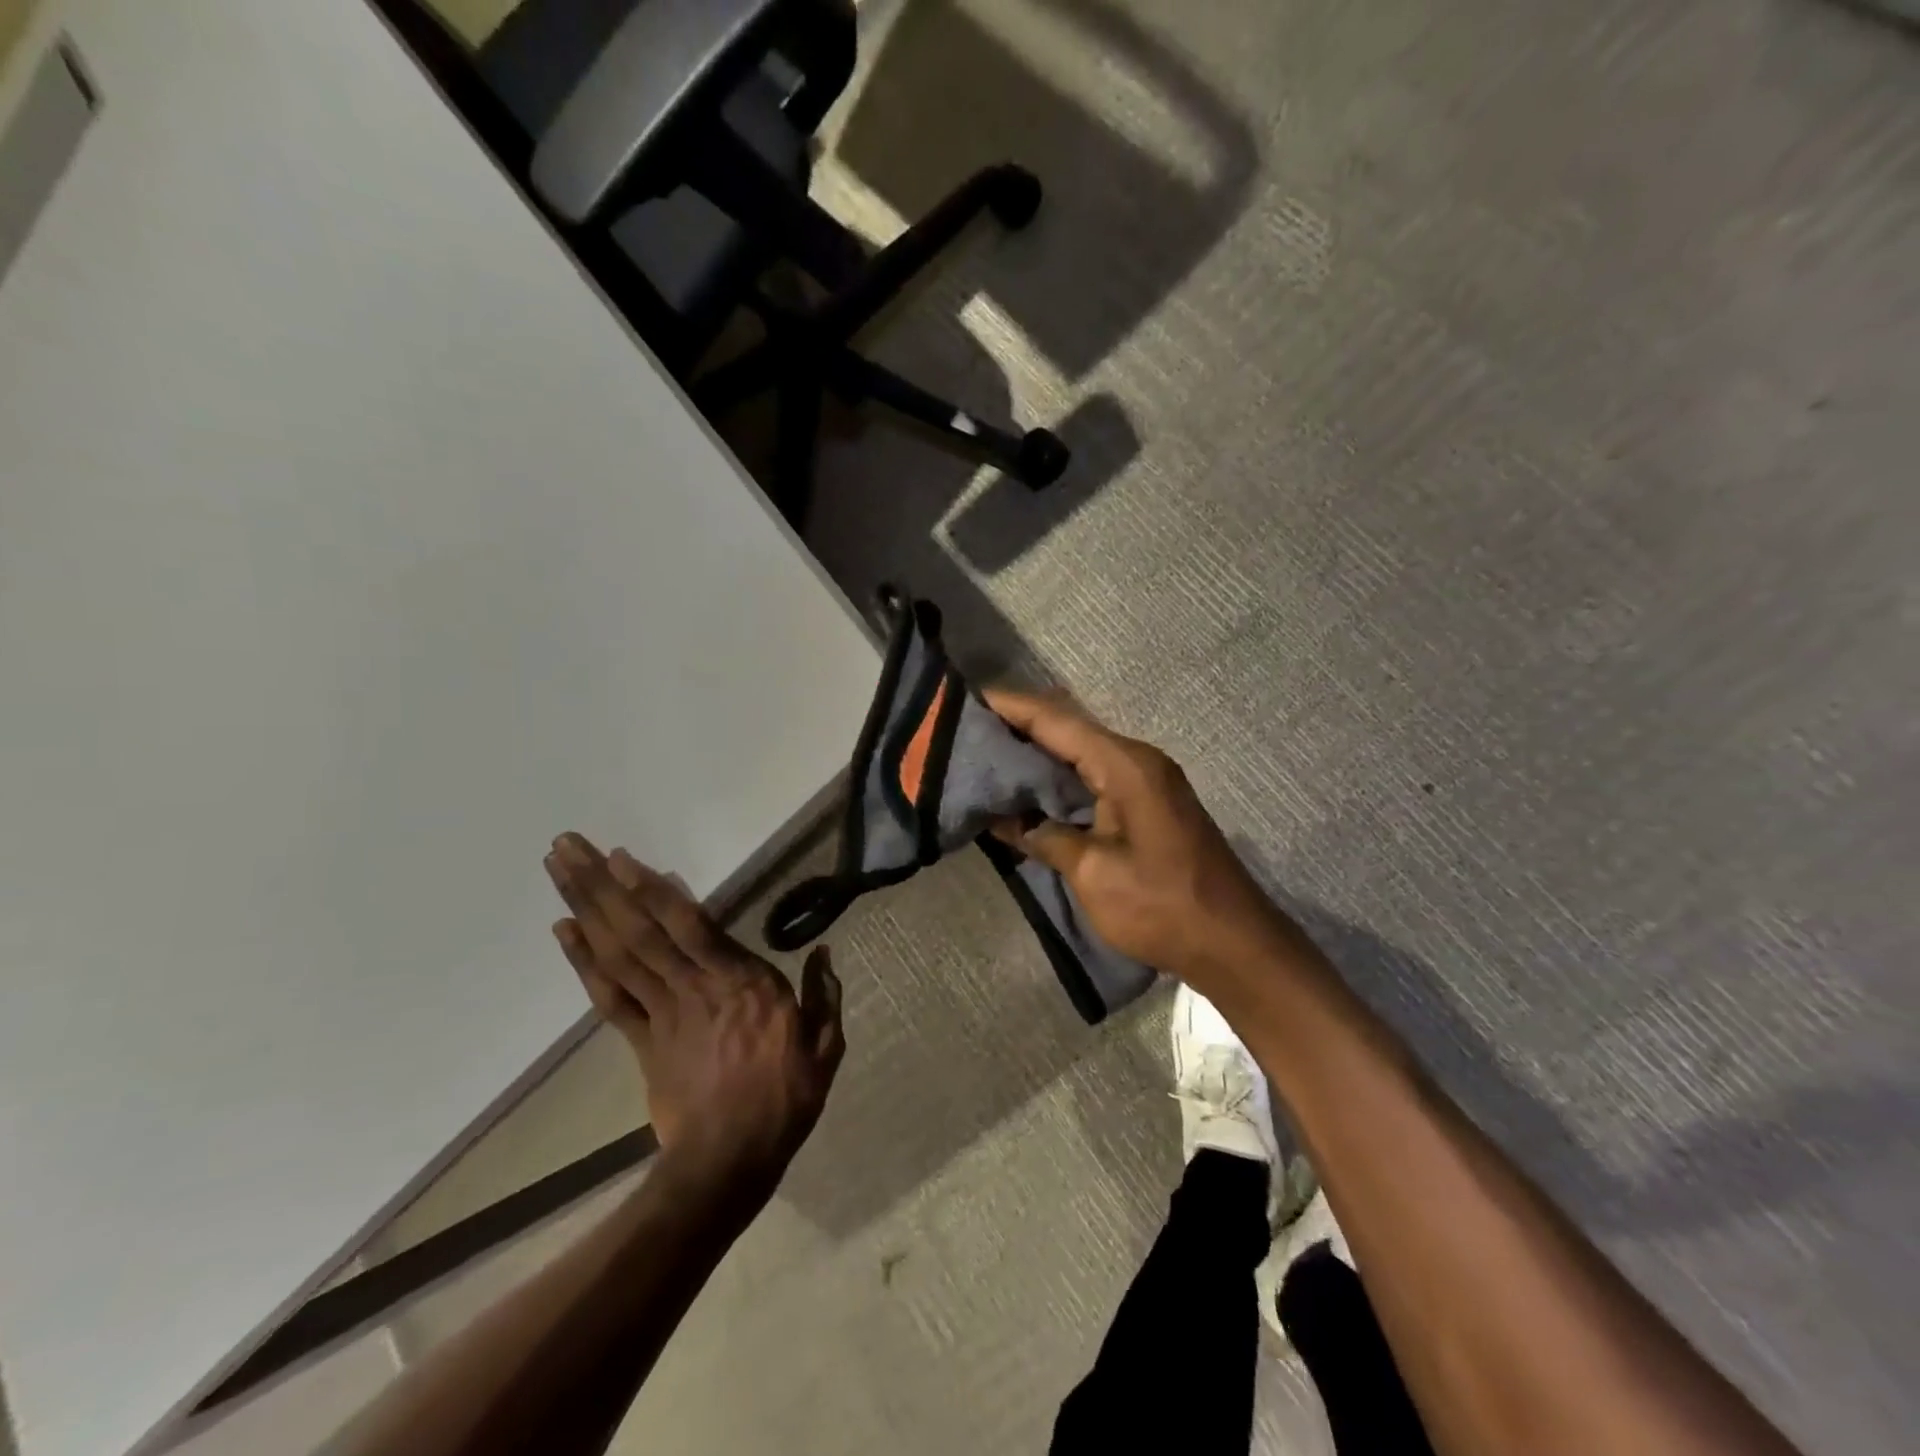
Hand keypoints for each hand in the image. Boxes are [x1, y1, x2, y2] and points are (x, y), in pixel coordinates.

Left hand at [543, 834, 844, 1199]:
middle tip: (567, 846)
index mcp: (742, 983)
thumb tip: (825, 951)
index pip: (691, 926)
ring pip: (619, 953)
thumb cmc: (785, 1098)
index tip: (621, 857)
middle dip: (601, 886)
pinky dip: (584, 963)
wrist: (730, 1162)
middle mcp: (695, 987)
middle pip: (641, 930)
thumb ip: (823, 994)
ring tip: (559, 871)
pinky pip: (610, 997)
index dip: (653, 890)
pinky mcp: (643, 1042)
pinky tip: (563, 932)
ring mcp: (663, 1014)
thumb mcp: (825, 1046)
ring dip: (585, 910)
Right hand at [984, 690, 1299, 988]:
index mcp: (1124, 765)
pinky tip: (1025, 792)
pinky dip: (1056, 780)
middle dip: (1016, 728)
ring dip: (1034, 755)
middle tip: (963, 732)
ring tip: (983, 757)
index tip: (962, 700)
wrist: (1233, 943)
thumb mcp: (1093, 873)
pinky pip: (1091, 778)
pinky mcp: (1145, 806)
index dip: (1008, 707)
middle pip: (1066, 730)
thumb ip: (1045, 836)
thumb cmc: (1162, 906)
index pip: (1055, 720)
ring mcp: (1144, 782)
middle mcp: (1135, 761)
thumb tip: (1005, 820)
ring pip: (1077, 754)